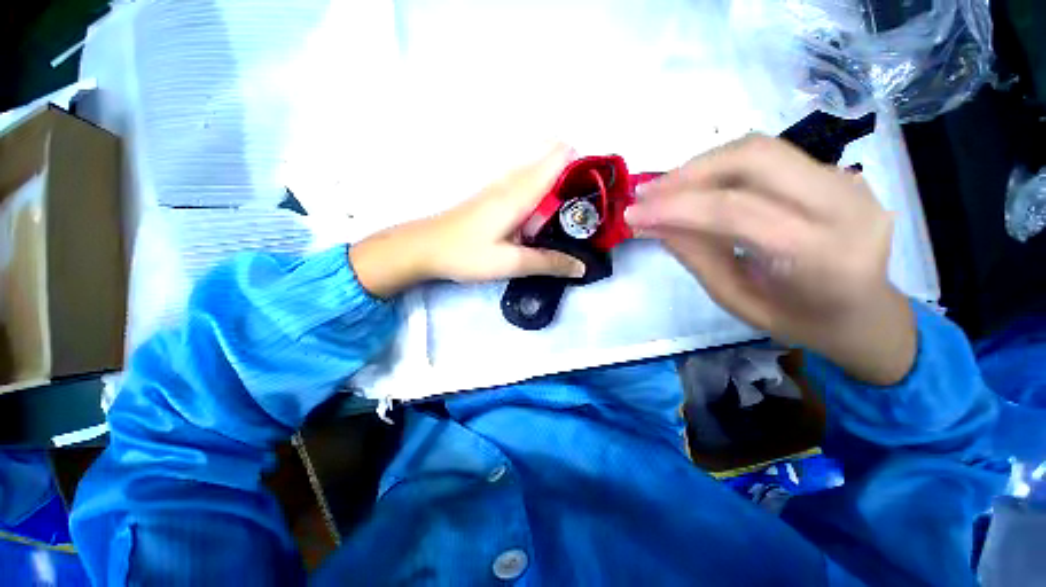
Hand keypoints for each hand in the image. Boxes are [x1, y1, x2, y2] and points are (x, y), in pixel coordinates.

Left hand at [350, 145, 585, 297]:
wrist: (424, 248)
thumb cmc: (465, 254)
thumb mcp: (510, 263)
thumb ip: (547, 263)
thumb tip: (581, 266)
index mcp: (519, 192)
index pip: (558, 159)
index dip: (583, 163)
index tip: (601, 183)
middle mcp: (512, 182)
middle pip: (550, 159)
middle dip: (575, 173)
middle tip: (591, 201)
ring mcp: (500, 187)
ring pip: (538, 170)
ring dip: (559, 180)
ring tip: (575, 206)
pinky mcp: (493, 196)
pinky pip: (525, 182)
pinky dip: (543, 188)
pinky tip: (546, 211)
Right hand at [624, 135, 915, 385]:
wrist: (866, 314)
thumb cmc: (799, 321)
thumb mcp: (736, 299)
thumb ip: (694, 256)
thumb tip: (651, 225)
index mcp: (819, 255)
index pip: (734, 211)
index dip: (675, 207)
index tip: (632, 213)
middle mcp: (843, 205)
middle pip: (753, 159)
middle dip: (688, 172)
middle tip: (647, 192)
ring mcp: (848, 181)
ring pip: (760, 149)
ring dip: (702, 165)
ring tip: (664, 189)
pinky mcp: (839, 172)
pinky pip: (771, 157)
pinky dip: (723, 168)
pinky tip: (699, 187)